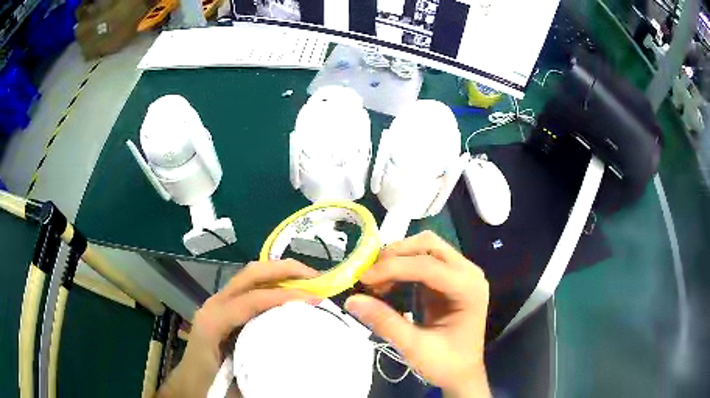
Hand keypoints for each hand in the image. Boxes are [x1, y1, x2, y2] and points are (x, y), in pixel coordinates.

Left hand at [157, 260, 318, 397]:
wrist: (189, 383)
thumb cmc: (209, 383)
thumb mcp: (233, 383)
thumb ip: (258, 370)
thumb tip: (295, 360)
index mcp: (213, 322)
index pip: (252, 300)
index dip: (285, 296)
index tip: (317, 299)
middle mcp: (214, 304)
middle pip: (250, 274)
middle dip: (285, 270)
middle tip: (317, 278)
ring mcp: (218, 303)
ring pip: (250, 277)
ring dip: (280, 274)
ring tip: (308, 281)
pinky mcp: (224, 308)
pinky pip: (250, 288)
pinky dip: (273, 285)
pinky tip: (289, 294)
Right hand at [345, 231, 490, 397]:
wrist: (461, 374)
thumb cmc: (446, 364)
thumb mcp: (414, 347)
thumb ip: (385, 322)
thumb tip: (351, 299)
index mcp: (468, 289)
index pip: (428, 265)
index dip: (392, 268)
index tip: (362, 279)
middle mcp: (468, 273)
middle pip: (429, 245)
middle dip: (395, 255)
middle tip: (369, 276)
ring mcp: (459, 273)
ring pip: (425, 247)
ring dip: (397, 258)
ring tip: (375, 281)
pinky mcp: (448, 279)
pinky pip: (422, 261)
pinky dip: (401, 267)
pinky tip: (386, 284)